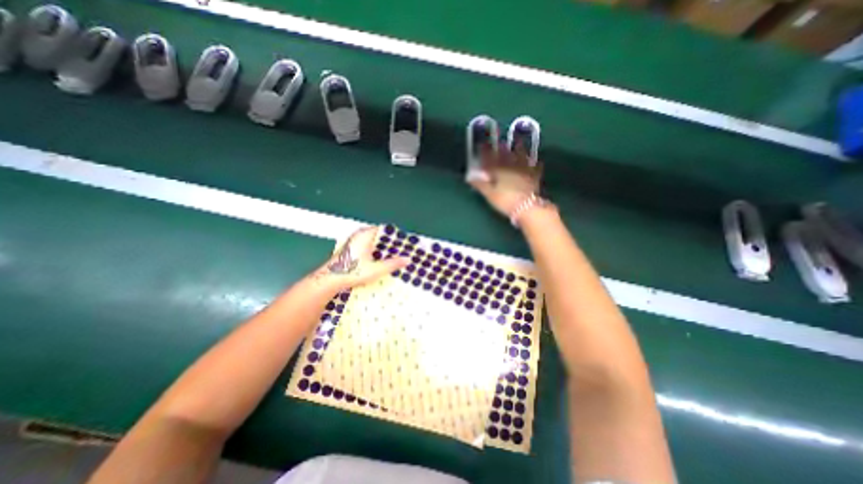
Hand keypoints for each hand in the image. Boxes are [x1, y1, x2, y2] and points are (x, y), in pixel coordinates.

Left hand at [312, 226, 408, 291]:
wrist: (330, 280)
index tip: (405, 243)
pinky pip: (368, 247)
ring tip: (394, 257)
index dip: (396, 236)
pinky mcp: (351, 249)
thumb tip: (407, 259)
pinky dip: (375, 252)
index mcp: (366, 235)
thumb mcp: (376, 269)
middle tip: (402, 251)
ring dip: (383, 249)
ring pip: (373, 242)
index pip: (385, 230)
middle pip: (380, 236)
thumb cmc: (352, 271)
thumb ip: (393, 264)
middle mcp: (359, 235)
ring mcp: (354, 242)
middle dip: (391, 244)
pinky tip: (381, 261)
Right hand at [469, 140, 541, 214]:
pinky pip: (535, 167)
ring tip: (518, 142)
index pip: (490, 159)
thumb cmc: (505, 201)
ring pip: (521, 156)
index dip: (485, 152)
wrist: (527, 207)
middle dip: (501, 148)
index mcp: (499, 170)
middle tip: (499, 142)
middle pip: (505, 155)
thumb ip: (480, 185)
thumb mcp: (490, 194)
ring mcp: (524, 170)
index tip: (482, 145)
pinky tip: (536, 161)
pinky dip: (534, 163)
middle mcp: (511, 166)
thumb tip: (470, 178)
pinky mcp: (534, 176)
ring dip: (519, 149)